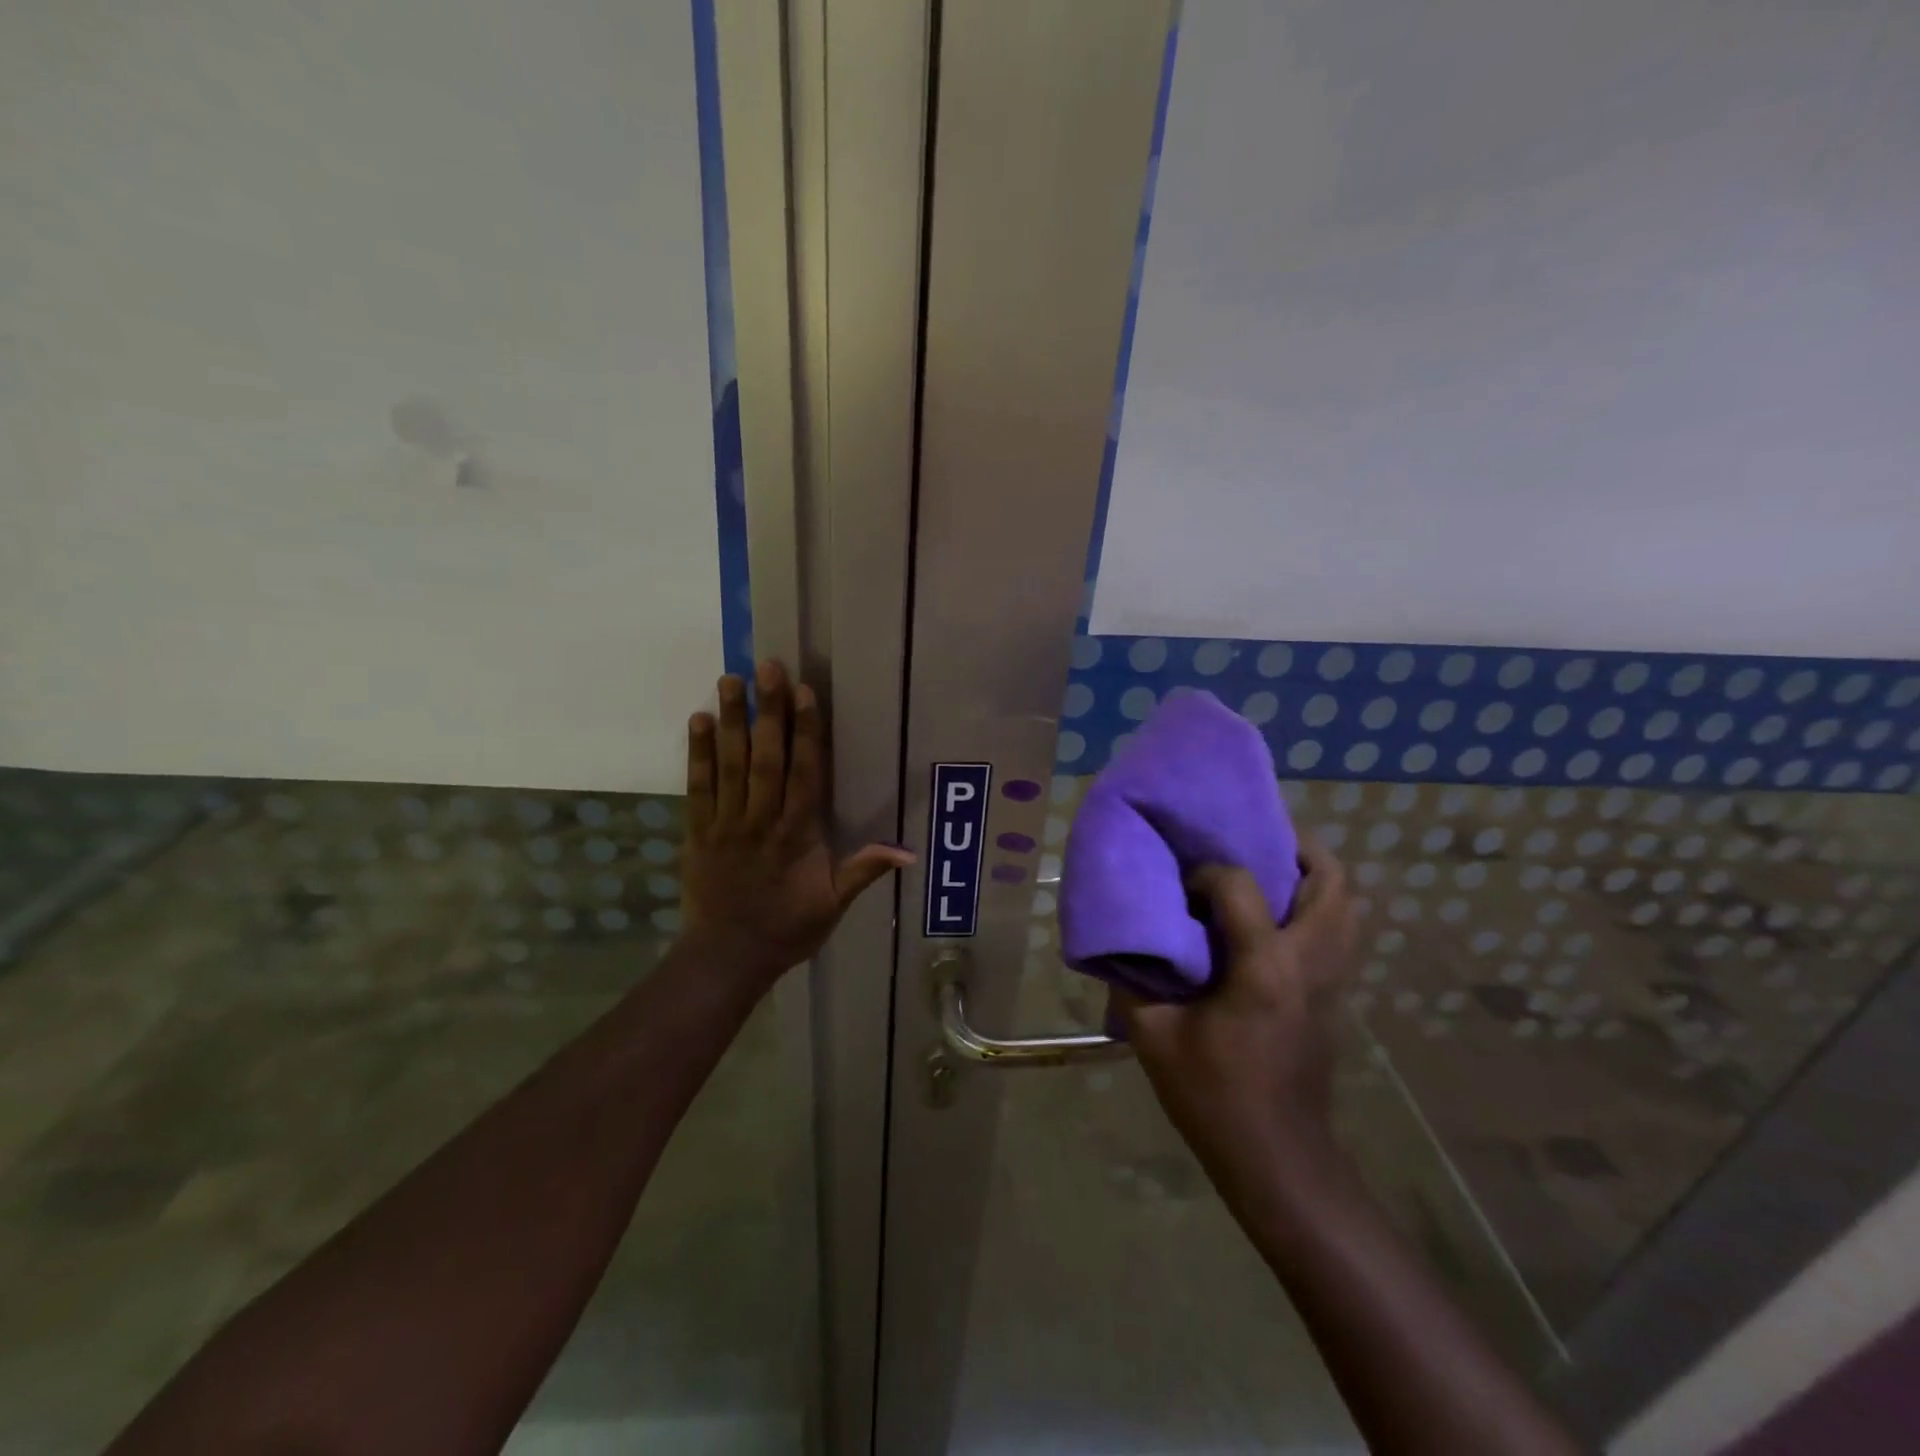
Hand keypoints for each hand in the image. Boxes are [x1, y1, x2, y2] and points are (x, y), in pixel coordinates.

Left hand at [681, 660, 914, 983]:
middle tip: (767, 668)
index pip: (804, 773)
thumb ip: (865, 871)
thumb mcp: (833, 905)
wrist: (726, 957)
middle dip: (768, 711)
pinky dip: (698, 754)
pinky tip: (699, 720)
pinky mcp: (699, 831)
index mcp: (797, 834)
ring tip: (732, 679)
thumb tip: (909, 852)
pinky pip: (698, 787)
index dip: (805, 731)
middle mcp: (761, 820)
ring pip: (729, 765)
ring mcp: (726, 823)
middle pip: (765, 758)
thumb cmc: (786, 928)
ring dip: (731, 721)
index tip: (804, 693)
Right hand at [1113, 840, 1358, 1186]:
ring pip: (1349, 904)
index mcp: (1263, 967)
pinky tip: (1278, 917)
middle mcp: (1309, 961)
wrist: (1277, 1159)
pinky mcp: (1337, 996)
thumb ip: (1132, 979)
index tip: (1181, 889)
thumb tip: (1119, 942)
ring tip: (1271, 868)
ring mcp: (1333, 980)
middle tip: (1253, 838)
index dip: (1206, 874)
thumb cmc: (1212, 1096)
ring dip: (1315, 875)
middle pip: (1331, 880)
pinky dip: (1320, 907)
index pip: (1240, 885)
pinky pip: (1343, 931)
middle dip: (1295, 847)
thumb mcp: (1153, 1036)